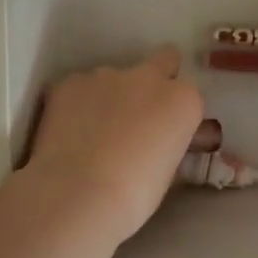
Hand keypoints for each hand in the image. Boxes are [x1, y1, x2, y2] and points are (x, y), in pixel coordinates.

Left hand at [22, 47, 206, 245]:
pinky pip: (79, 88)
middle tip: (138, 112)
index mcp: (182, 100)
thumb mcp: (168, 172)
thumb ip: (167, 143)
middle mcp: (148, 77)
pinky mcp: (71, 82)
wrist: (77, 195)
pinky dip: (77, 105)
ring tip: (92, 134)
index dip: (176, 113)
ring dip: (110, 97)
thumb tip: (158, 142)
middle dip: (156, 78)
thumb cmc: (133, 197)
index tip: (164, 133)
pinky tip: (68, 134)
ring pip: (115, 78)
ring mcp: (107, 74)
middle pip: (163, 60)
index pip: (188, 95)